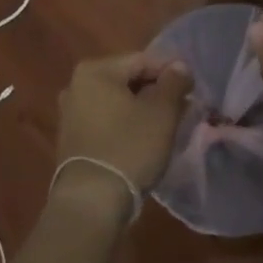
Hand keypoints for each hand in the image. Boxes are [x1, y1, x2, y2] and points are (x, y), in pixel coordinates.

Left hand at [54, 52, 193, 211]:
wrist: (91, 202)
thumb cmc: (129, 148)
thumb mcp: (161, 112)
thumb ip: (174, 82)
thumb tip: (180, 66)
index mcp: (95, 70)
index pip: (143, 60)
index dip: (171, 72)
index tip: (192, 89)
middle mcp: (77, 84)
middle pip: (128, 79)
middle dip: (157, 91)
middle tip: (182, 109)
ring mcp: (71, 112)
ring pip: (118, 101)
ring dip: (142, 109)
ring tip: (167, 126)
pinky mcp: (72, 138)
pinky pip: (106, 121)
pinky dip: (125, 125)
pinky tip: (143, 140)